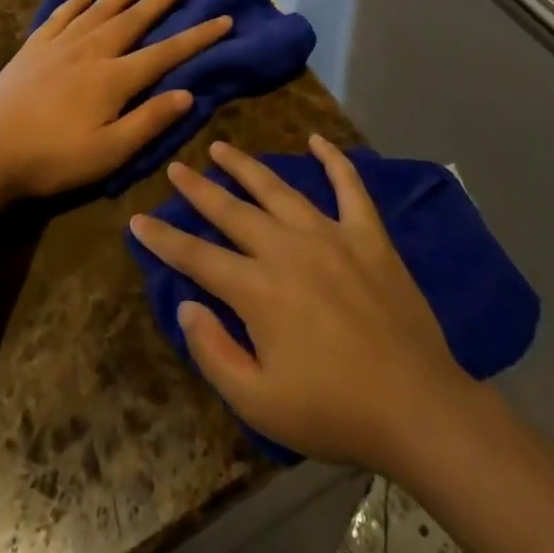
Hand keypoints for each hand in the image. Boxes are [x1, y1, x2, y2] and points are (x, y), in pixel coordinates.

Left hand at [0, 0, 231, 199]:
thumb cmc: (54, 158)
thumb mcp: (110, 151)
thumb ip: (149, 121)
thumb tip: (187, 93)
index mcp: (115, 77)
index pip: (166, 52)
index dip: (198, 36)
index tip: (223, 18)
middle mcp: (92, 51)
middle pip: (135, 18)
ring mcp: (60, 45)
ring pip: (101, 8)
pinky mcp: (33, 49)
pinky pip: (60, 16)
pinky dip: (77, 3)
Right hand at [128, 135, 472, 472]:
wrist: (415, 406)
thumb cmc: (332, 412)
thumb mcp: (258, 402)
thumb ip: (213, 351)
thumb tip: (186, 304)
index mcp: (257, 290)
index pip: (196, 257)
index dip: (163, 239)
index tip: (137, 219)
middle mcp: (287, 249)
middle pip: (232, 211)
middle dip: (199, 189)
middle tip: (176, 167)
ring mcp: (330, 235)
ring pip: (278, 190)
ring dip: (246, 166)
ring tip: (221, 147)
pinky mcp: (368, 235)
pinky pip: (349, 187)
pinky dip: (333, 160)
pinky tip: (316, 140)